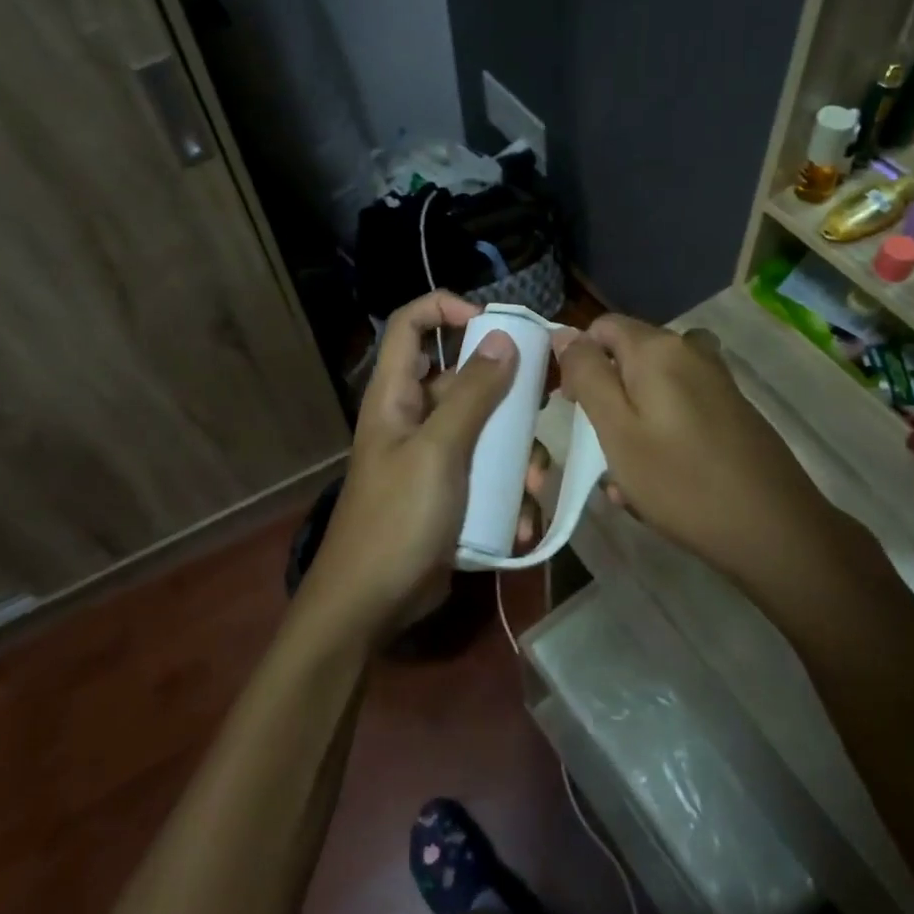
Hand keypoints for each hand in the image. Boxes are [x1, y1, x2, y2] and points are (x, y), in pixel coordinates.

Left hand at [302, 292, 516, 645]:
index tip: (493, 322)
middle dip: (506, 393)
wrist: (370, 605)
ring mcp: (432, 456)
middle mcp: (413, 417)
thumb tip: (503, 338)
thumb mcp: (438, 452)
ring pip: (484, 429)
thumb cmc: (397, 519)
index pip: (410, 325)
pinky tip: (520, 521)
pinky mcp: (449, 492)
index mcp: (396, 395)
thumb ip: (471, 395)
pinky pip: (487, 473)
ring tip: (535, 482)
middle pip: (462, 377)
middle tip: (543, 405)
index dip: (445, 308)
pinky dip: (508, 491)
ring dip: (516, 452)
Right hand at [549, 314, 822, 589]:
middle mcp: (690, 350)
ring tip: (629, 471)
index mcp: (658, 348)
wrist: (775, 529)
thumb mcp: (617, 429)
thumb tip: (565, 333)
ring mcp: (717, 379)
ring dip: (634, 419)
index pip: (601, 328)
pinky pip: (681, 407)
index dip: (579, 361)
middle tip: (600, 448)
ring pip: (654, 387)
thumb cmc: (682, 481)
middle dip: (607, 395)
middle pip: (629, 355)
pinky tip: (663, 478)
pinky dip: (663, 432)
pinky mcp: (733, 408)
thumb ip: (587, 375)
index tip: (573, 407)